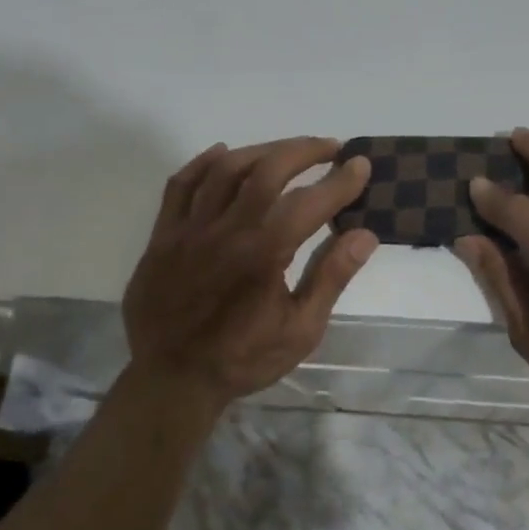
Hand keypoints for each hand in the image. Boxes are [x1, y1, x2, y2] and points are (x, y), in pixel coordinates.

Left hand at [123, 138, 377, 409]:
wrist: (171, 381)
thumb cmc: (243, 359)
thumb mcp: (301, 330)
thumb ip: (331, 277)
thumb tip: (365, 235)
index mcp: (264, 254)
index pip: (311, 202)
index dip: (341, 181)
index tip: (361, 164)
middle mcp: (227, 231)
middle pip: (267, 170)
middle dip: (304, 151)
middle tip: (330, 147)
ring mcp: (189, 229)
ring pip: (226, 169)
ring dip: (262, 150)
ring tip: (287, 150)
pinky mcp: (163, 235)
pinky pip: (180, 185)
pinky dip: (204, 163)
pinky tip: (224, 153)